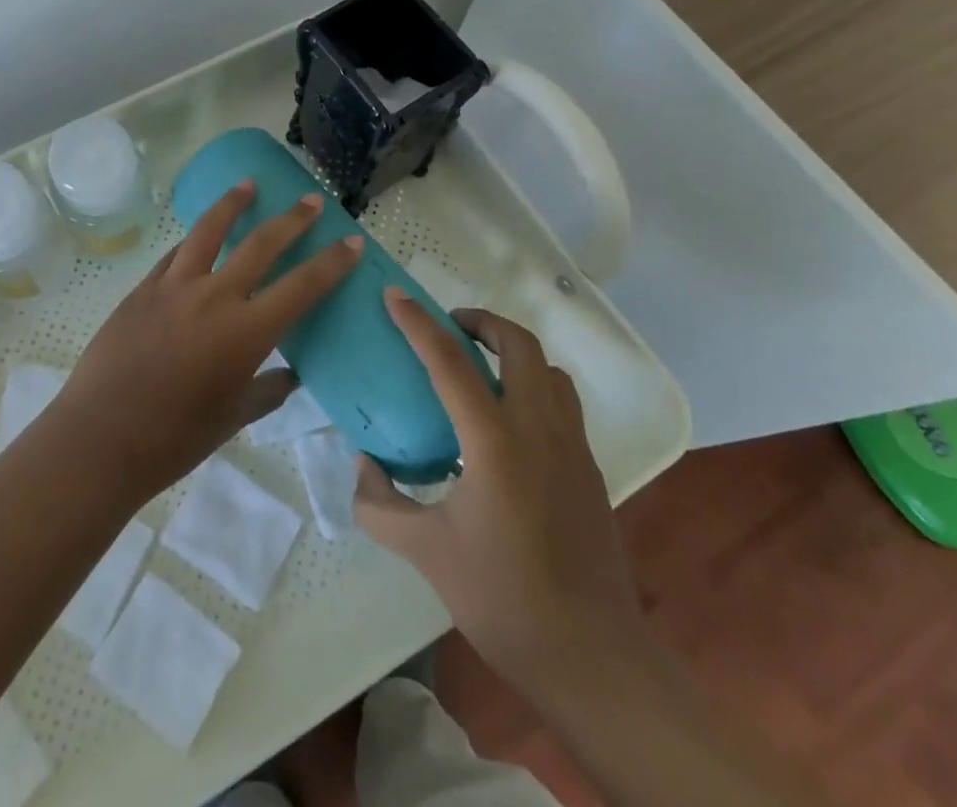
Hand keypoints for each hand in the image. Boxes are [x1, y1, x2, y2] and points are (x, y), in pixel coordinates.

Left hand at [54, 181, 362, 499]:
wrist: (100, 438)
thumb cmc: (174, 438)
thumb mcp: (232, 417)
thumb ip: (267, 391)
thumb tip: (289, 375)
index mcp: (245, 332)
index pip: (302, 286)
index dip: (332, 262)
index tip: (351, 241)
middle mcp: (214, 297)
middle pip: (261, 244)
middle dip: (292, 219)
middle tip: (311, 200)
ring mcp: (174, 286)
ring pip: (209, 230)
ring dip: (233, 204)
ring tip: (248, 184)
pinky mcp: (143, 288)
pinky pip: (175, 254)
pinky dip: (193, 241)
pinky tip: (198, 235)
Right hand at [354, 290, 646, 685]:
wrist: (592, 659)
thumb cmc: (502, 599)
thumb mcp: (426, 552)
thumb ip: (380, 504)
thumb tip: (363, 464)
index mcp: (494, 441)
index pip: (449, 361)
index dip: (418, 323)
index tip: (394, 296)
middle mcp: (539, 429)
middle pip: (518, 344)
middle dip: (482, 322)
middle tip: (450, 327)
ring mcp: (573, 447)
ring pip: (548, 370)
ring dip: (513, 353)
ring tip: (480, 368)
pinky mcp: (590, 469)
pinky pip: (562, 403)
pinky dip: (533, 387)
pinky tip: (508, 424)